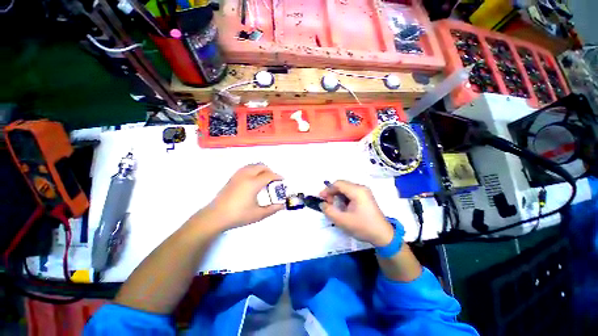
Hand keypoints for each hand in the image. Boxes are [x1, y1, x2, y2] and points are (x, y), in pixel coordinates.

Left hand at [200, 164, 284, 229]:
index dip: (277, 176)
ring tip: (264, 177)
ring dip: (261, 169)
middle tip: (273, 179)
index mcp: (253, 183)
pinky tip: (253, 179)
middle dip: (269, 170)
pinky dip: (253, 169)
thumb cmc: (238, 215)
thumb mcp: (258, 214)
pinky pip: (245, 168)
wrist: (215, 216)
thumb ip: (272, 209)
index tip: (282, 179)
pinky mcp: (232, 178)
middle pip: (261, 167)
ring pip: (252, 165)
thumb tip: (282, 206)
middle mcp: (246, 176)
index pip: (268, 175)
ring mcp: (237, 176)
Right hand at [319, 181, 394, 246]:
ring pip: (345, 188)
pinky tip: (342, 206)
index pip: (338, 184)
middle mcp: (361, 188)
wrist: (383, 235)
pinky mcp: (365, 197)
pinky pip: (350, 193)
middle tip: (327, 203)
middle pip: (342, 185)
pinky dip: (343, 198)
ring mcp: (364, 192)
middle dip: (332, 192)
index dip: (327, 190)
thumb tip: (322, 204)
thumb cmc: (363, 227)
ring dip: (337, 195)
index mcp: (357, 191)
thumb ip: (329, 211)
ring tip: (333, 206)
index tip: (321, 198)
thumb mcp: (343, 221)